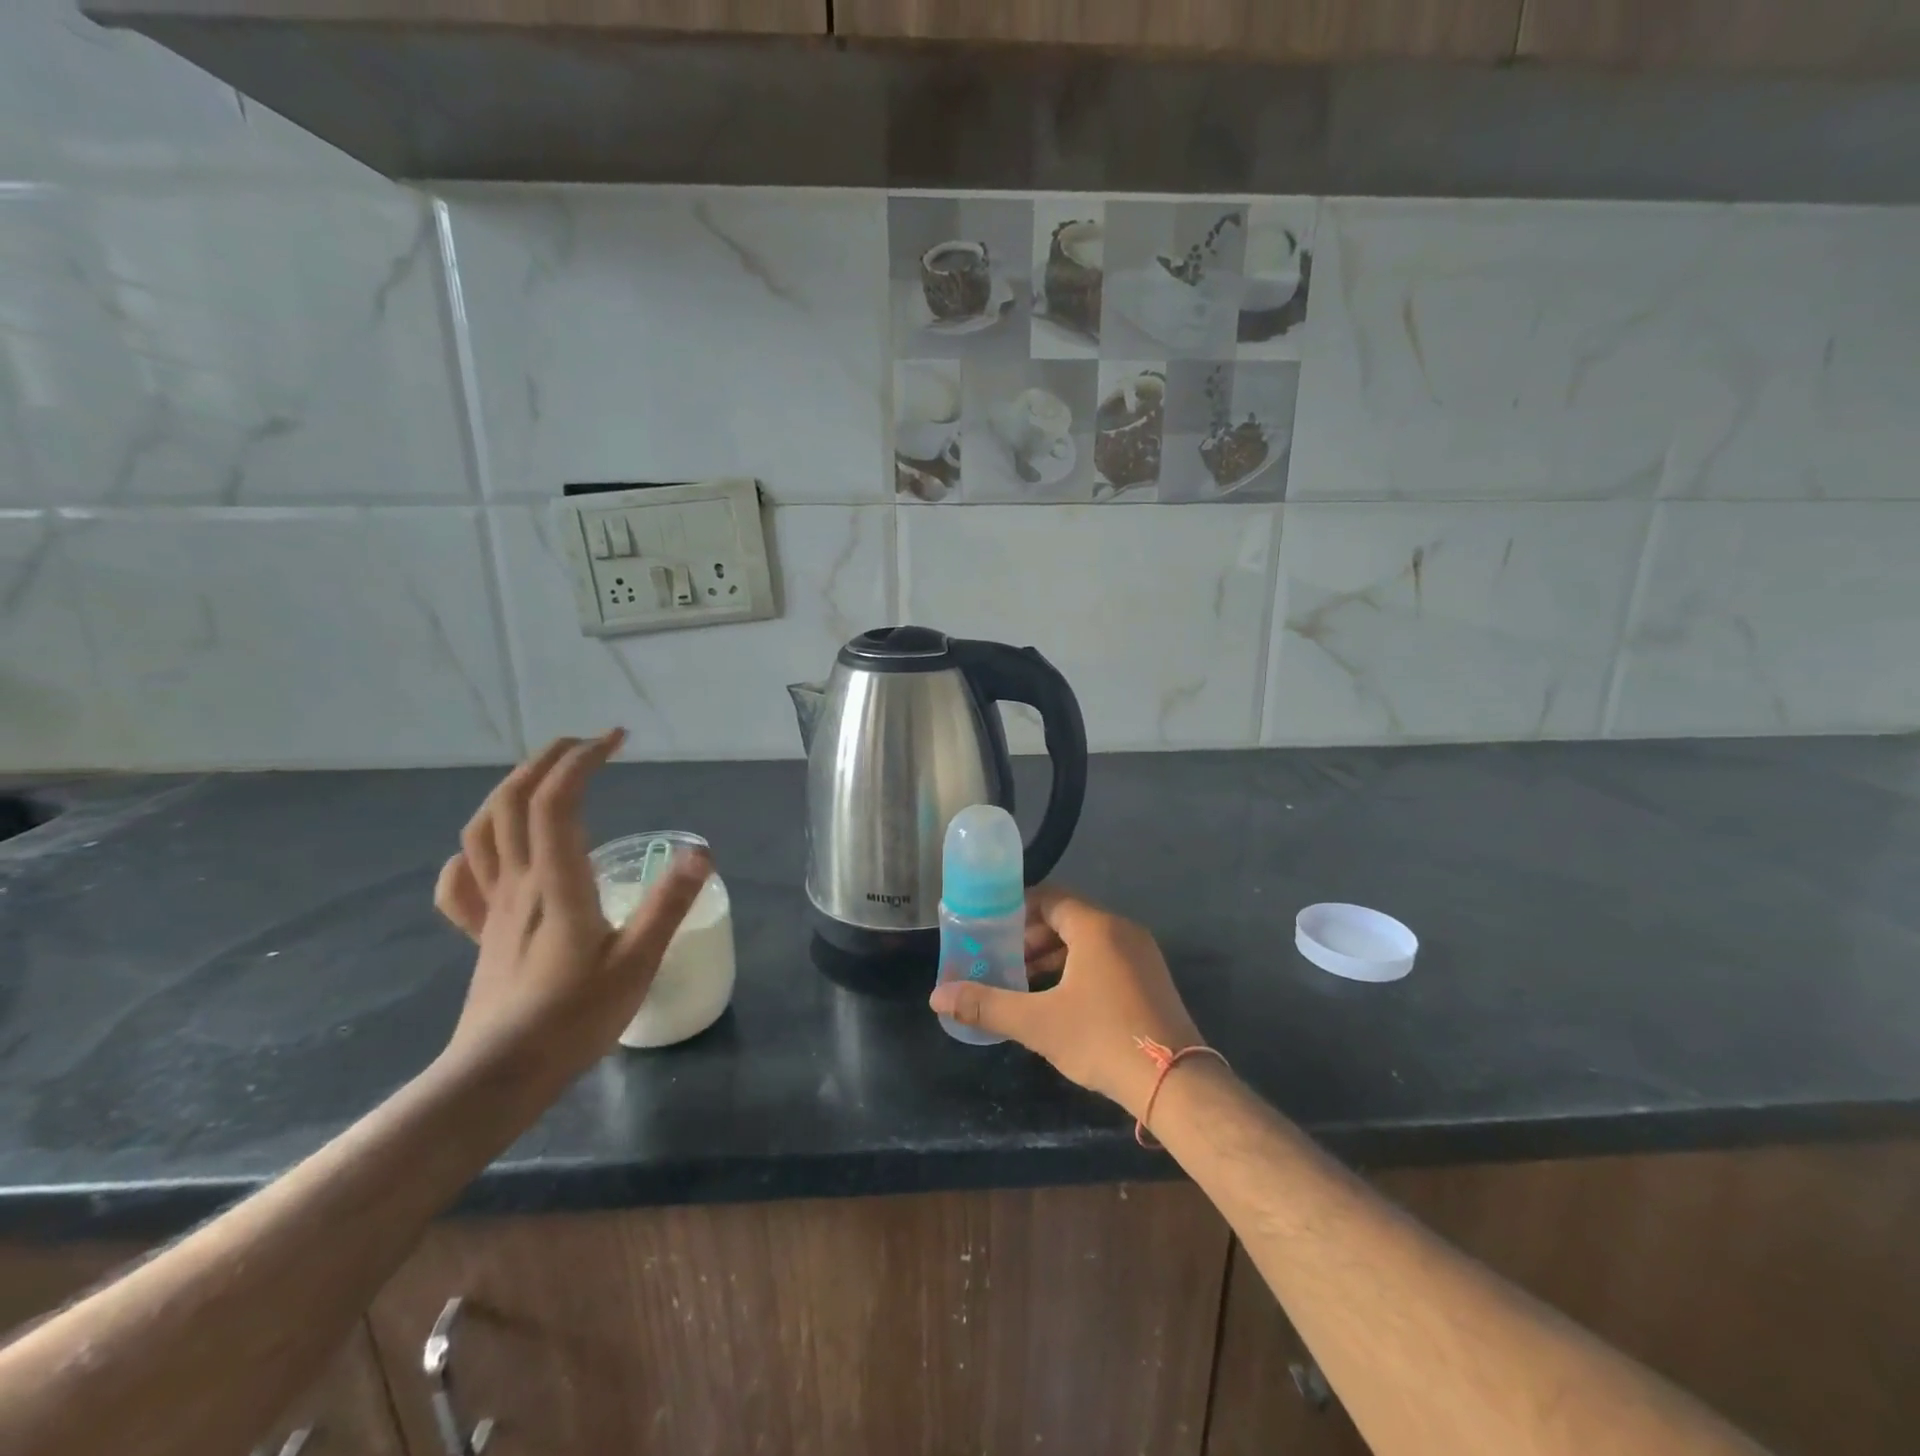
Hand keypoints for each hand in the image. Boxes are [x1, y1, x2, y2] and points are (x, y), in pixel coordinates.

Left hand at [433, 730, 711, 1082]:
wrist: (499, 1077)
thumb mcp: (637, 962)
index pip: (557, 801)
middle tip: (586, 745)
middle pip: (512, 802)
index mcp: (557, 883)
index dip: (582, 760)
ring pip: (482, 831)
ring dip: (509, 791)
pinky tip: (491, 851)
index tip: (616, 740)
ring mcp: (492, 909)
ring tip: (543, 779)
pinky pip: (462, 883)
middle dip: (546, 760)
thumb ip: (668, 905)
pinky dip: (473, 852)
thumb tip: (701, 851)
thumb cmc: (573, 1019)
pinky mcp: (481, 935)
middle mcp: (519, 884)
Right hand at [931, 886, 1202, 1119]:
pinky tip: (1062, 1001)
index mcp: (1096, 927)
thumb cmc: (1102, 1039)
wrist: (1176, 1082)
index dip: (1017, 910)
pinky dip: (1079, 968)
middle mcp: (1122, 930)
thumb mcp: (1037, 1023)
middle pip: (1068, 918)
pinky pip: (1107, 958)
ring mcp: (1142, 954)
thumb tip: (937, 997)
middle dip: (1032, 938)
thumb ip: (986, 1006)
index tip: (992, 930)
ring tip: (1026, 984)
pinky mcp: (1152, 978)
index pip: (1050, 898)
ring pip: (1089, 941)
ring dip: (1055, 956)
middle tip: (1004, 962)